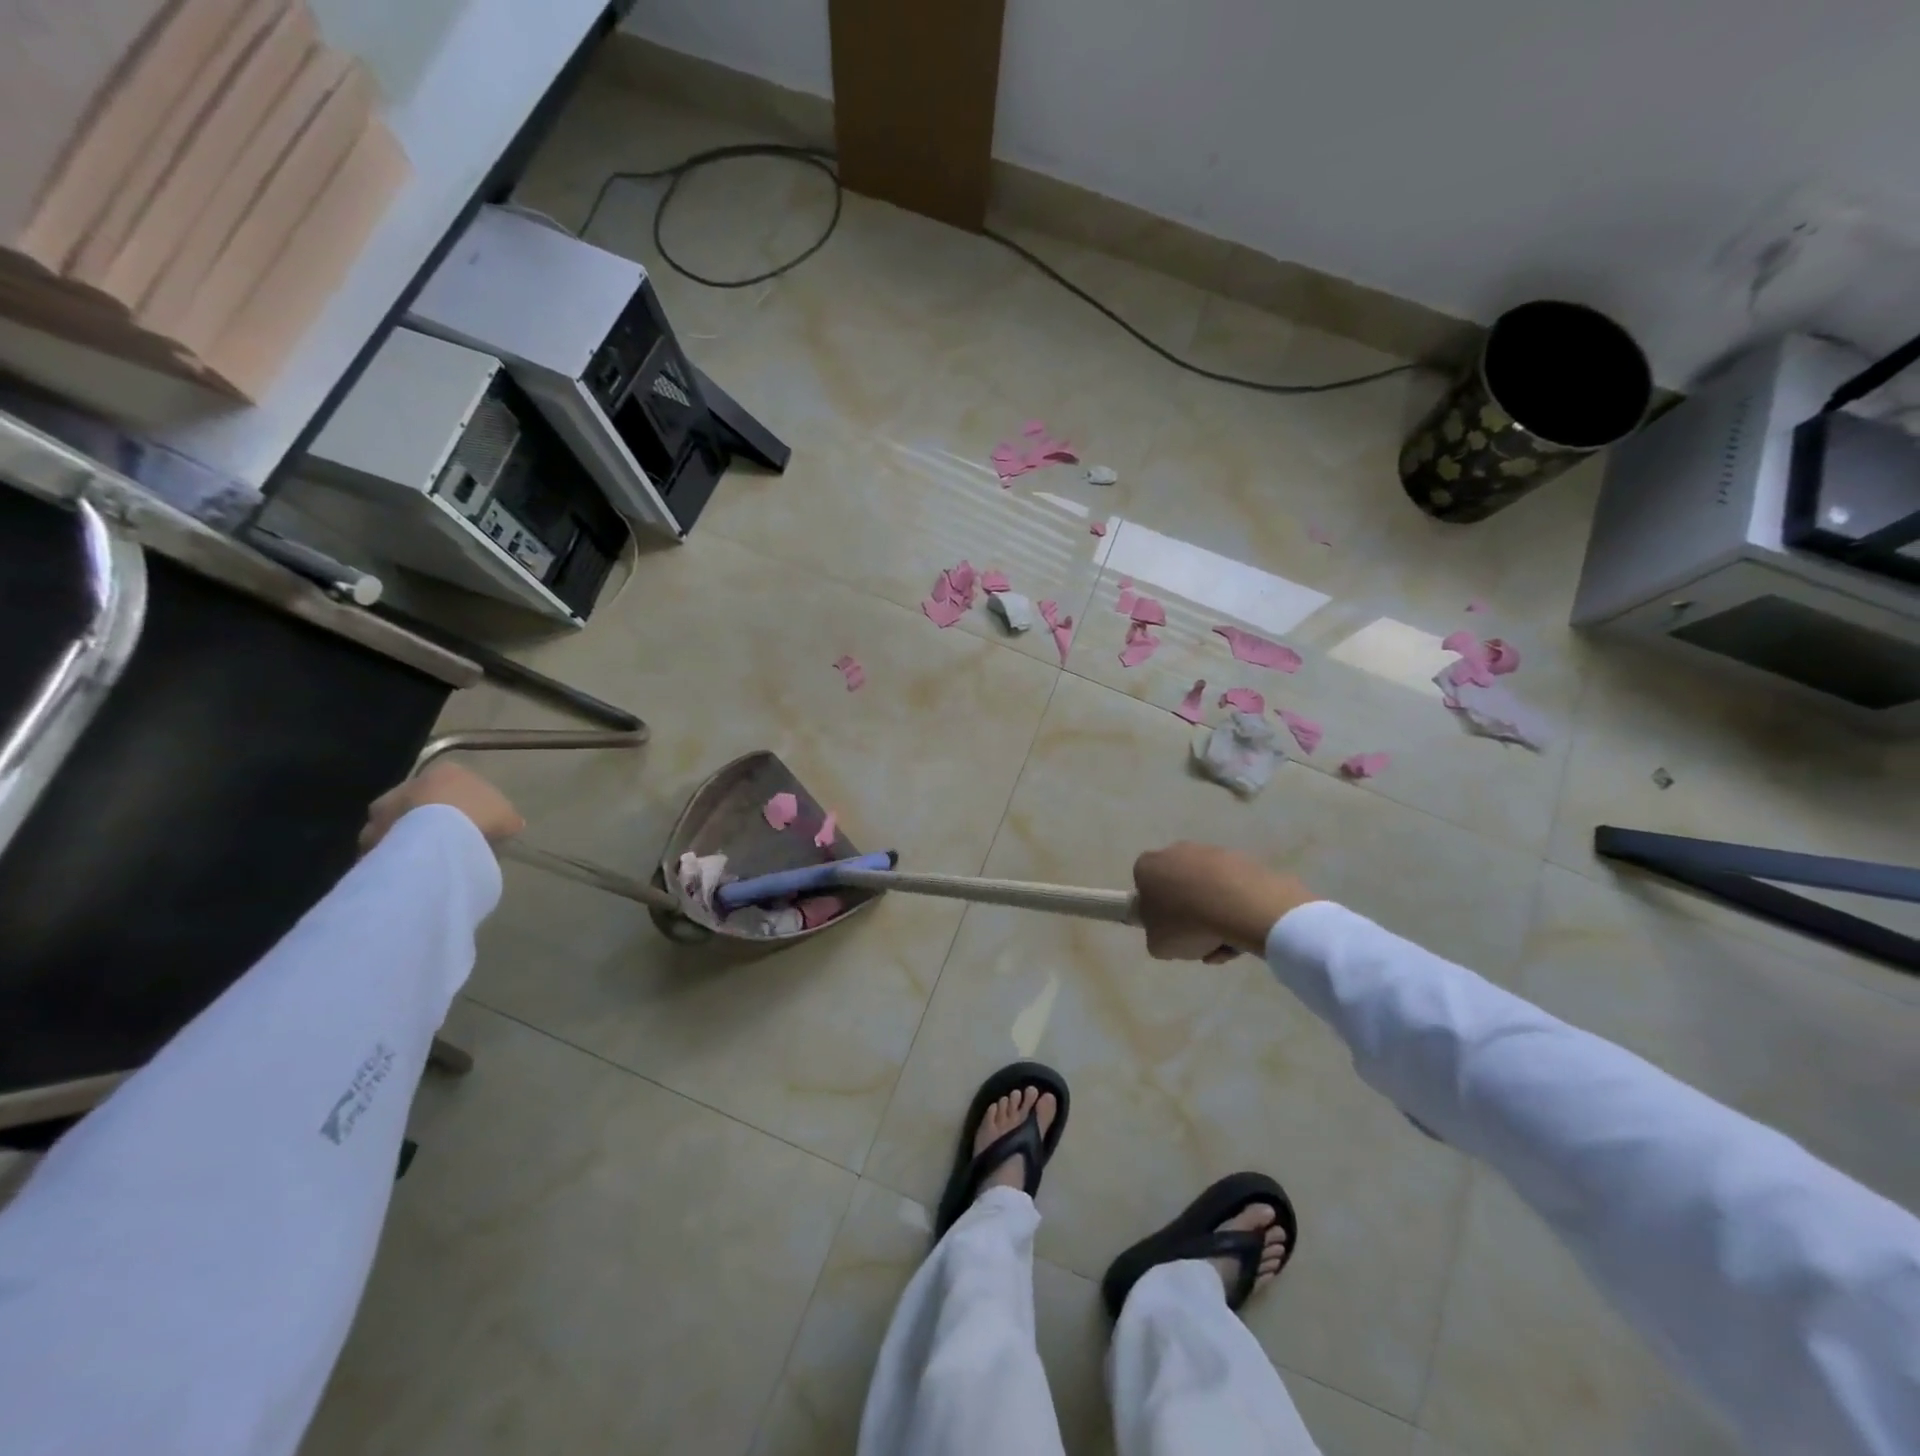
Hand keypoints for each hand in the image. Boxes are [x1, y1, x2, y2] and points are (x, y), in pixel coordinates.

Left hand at [359, 763, 525, 854]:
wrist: (437, 839)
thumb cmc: (478, 816)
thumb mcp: (507, 816)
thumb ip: (506, 817)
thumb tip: (508, 824)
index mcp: (447, 771)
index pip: (457, 783)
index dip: (468, 803)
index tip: (476, 822)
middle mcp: (411, 782)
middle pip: (424, 800)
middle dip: (433, 816)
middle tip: (450, 839)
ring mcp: (385, 808)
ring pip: (402, 821)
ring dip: (412, 834)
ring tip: (430, 857)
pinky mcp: (371, 835)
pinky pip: (389, 845)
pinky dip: (400, 854)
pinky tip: (415, 868)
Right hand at [1133, 842, 1318, 961]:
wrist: (1241, 907)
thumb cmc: (1187, 923)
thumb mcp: (1158, 945)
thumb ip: (1156, 936)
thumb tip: (1167, 931)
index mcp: (1148, 866)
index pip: (1144, 887)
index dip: (1156, 912)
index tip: (1169, 930)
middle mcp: (1176, 852)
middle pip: (1179, 888)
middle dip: (1188, 914)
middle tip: (1198, 940)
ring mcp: (1210, 853)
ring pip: (1207, 891)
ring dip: (1213, 916)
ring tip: (1225, 943)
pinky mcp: (1240, 860)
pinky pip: (1232, 889)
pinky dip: (1235, 910)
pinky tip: (1243, 935)